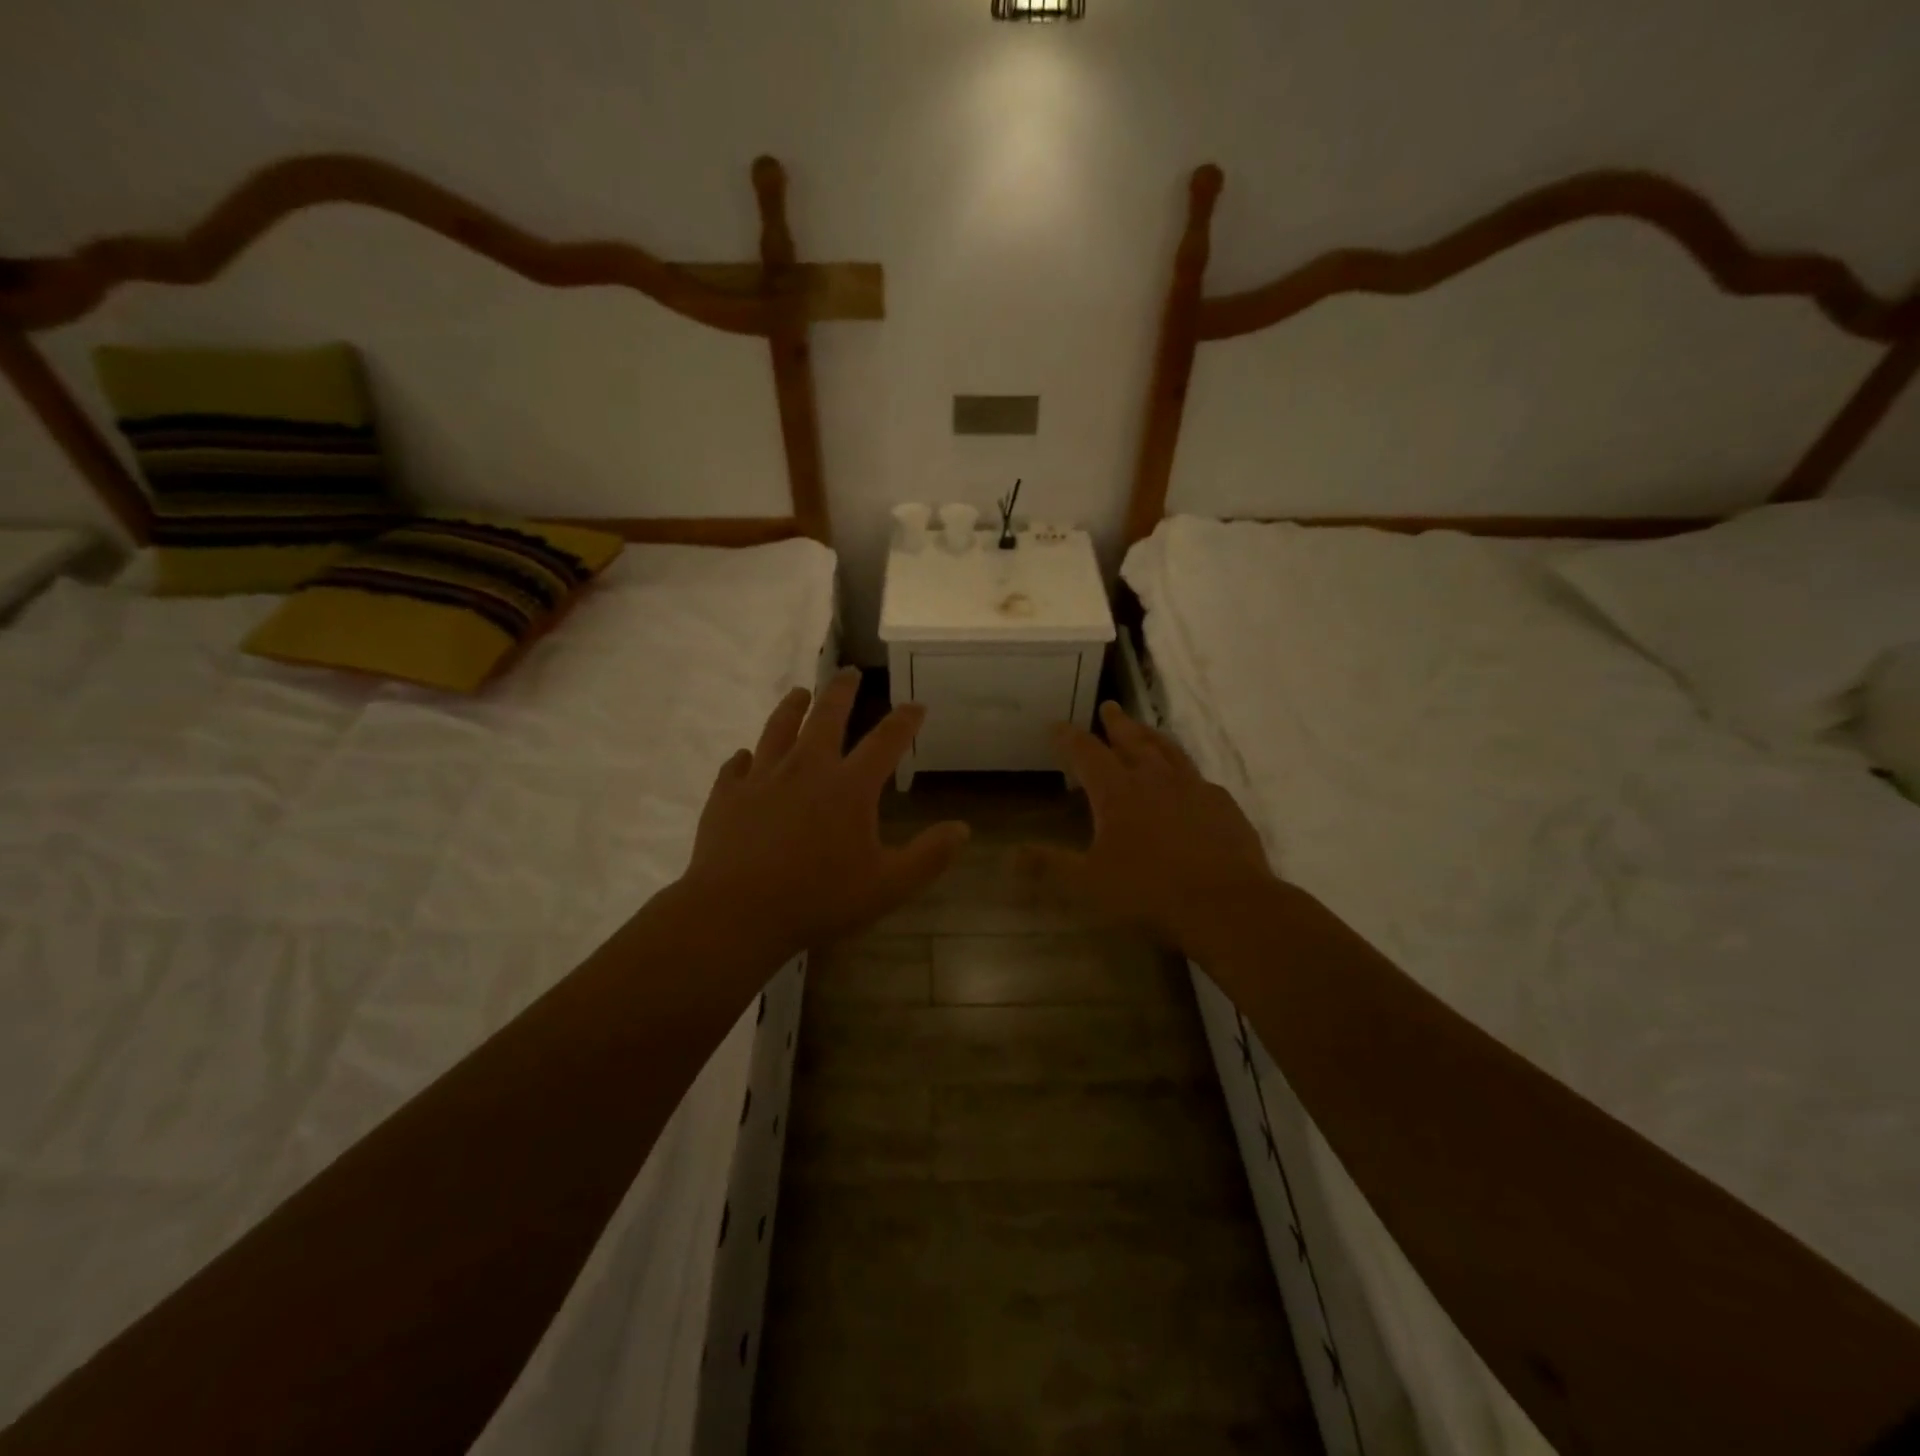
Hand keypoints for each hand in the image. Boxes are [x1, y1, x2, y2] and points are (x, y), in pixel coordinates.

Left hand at [681, 668, 968, 960]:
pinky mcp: (727, 794)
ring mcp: (762, 778)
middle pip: (827, 716)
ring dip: (792, 706)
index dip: (905, 720)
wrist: (736, 913)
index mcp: (849, 787)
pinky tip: (745, 757)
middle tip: (849, 672)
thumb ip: (928, 856)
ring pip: (778, 727)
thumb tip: (963, 829)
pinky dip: (745, 757)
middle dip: (842, 690)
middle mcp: (806, 768)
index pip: (885, 741)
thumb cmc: (818, 899)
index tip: (916, 705)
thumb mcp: (887, 886)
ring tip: (799, 693)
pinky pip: (737, 765)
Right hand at [1023, 701, 1280, 960]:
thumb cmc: (1149, 891)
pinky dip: (1185, 771)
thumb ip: (1050, 865)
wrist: (1225, 903)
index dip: (1069, 738)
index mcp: (1118, 792)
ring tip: (1145, 728)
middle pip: (1132, 740)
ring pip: (1169, 750)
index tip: (1057, 724)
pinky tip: (1189, 781)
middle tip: (1109, 706)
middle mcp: (1155, 779)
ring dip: (1153, 736)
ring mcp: (1193, 788)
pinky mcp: (1222, 805)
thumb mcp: (1089, 882)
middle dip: (1116, 723)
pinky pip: (1199, 778)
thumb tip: (1011, 855)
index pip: (1087, 753)